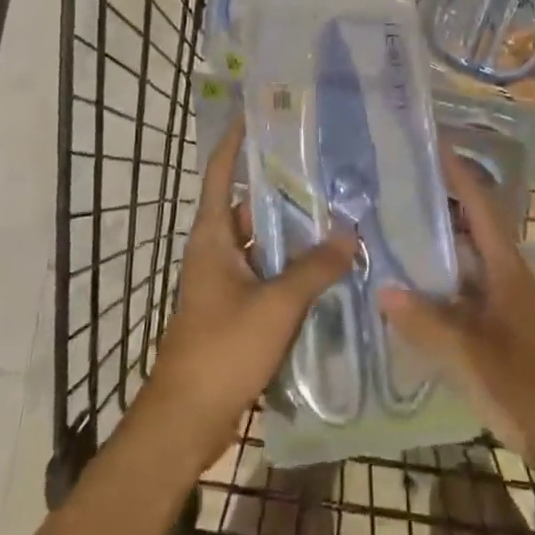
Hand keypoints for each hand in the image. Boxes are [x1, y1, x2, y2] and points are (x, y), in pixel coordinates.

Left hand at [138, 119, 355, 470]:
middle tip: (324, 166)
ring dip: (292, 231)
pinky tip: (326, 265)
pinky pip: (267, 273)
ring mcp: (225, 282)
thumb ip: (313, 268)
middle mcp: (216, 251)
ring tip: (336, 210)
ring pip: (262, 243)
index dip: (236, 142)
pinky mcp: (236, 309)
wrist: (186, 420)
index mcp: (212, 237)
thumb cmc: (222, 349)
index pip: (222, 175)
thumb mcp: (274, 305)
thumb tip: (349, 233)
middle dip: (282, 187)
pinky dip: (292, 265)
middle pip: (249, 207)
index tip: (258, 114)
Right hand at [378, 144, 534, 474]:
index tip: (431, 142)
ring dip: (436, 249)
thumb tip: (383, 288)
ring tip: (390, 237)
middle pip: (471, 231)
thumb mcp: (474, 360)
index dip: (458, 173)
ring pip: (466, 267)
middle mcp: (508, 280)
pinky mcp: (505, 337)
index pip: (480, 206)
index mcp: (506, 271)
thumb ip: (428, 325)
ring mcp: (507, 309)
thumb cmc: (534, 393)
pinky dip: (440, 290)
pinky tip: (412, 302)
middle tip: (392, 191)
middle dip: (437, 207)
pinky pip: (465, 298)